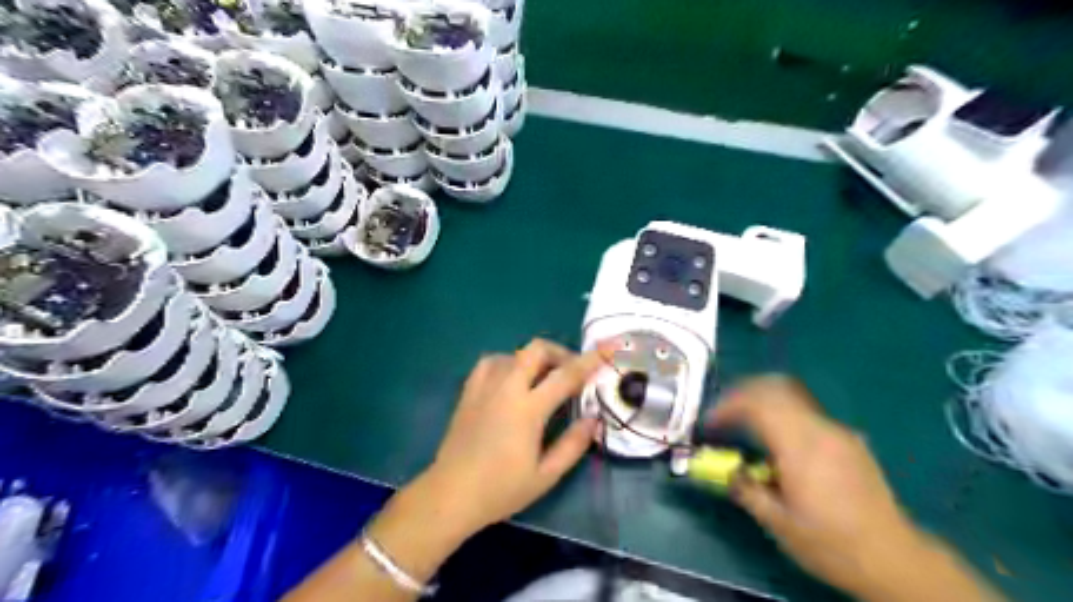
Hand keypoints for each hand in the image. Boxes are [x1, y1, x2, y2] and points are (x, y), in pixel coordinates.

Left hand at [421, 342, 607, 534]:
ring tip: (543, 379)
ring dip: (535, 359)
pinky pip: (492, 361)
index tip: (610, 346)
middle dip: (560, 352)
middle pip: (537, 349)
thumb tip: (594, 419)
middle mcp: (506, 388)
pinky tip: (512, 380)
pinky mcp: (469, 390)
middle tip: (572, 372)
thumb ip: (574, 444)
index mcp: (528, 408)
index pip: (567, 375)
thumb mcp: (546, 475)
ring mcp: (484, 386)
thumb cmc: (501, 489)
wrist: (450, 494)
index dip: (592, 359)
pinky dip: (509, 362)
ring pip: (515, 353)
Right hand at [710, 377, 925, 597]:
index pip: (757, 405)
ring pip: (792, 397)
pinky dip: (783, 414)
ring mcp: (838, 432)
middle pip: (775, 388)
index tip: (710, 424)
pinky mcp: (849, 440)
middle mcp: (820, 429)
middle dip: (743, 394)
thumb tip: (726, 470)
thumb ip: (746, 489)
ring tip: (746, 423)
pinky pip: (807, 413)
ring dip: (763, 402)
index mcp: (800, 447)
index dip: (727, 407)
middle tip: (724, 413)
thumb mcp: (779, 523)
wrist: (895, 560)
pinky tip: (779, 443)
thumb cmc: (831, 544)